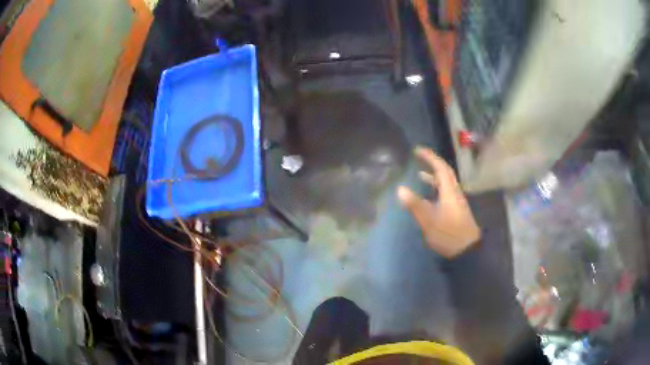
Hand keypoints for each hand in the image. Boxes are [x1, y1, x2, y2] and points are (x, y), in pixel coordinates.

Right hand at [397, 147, 480, 258]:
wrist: (467, 250)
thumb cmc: (448, 234)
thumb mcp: (428, 221)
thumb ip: (415, 205)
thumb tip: (400, 189)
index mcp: (449, 191)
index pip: (440, 167)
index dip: (429, 157)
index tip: (417, 150)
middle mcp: (454, 192)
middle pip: (445, 172)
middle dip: (432, 163)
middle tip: (419, 158)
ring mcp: (457, 201)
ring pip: (445, 183)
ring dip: (434, 176)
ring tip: (420, 175)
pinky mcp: (456, 209)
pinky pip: (445, 192)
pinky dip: (436, 189)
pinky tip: (427, 197)